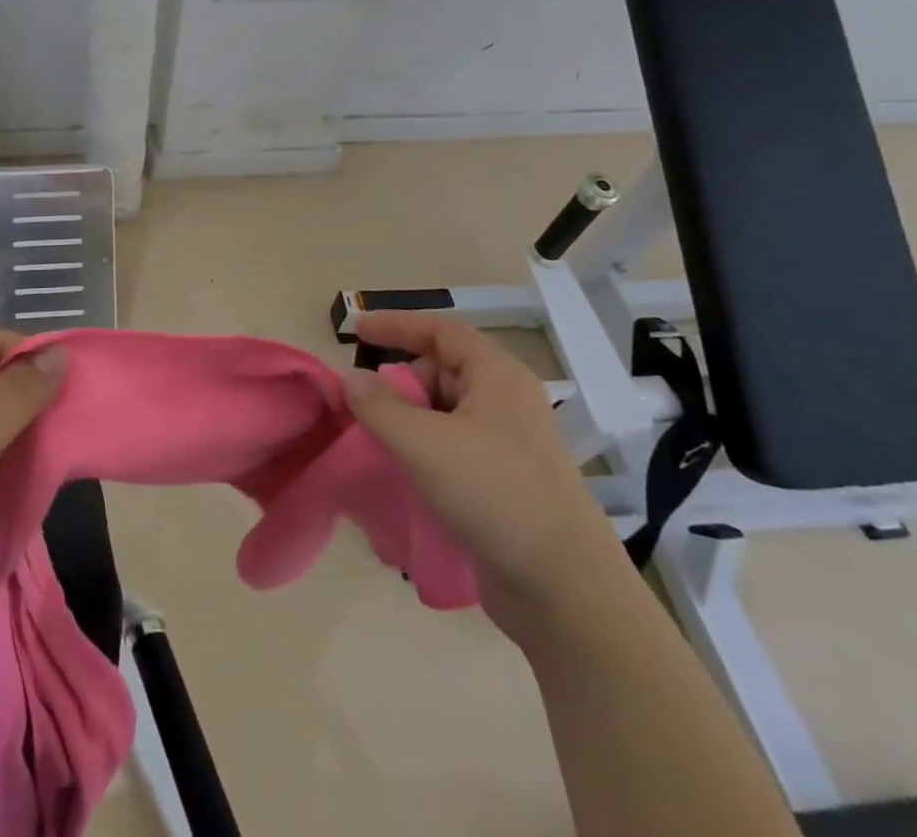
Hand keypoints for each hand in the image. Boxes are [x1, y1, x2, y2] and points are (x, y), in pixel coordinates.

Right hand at [342, 312, 630, 644]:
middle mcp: (505, 401)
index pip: (440, 330)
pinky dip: (423, 451)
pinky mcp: (504, 482)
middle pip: (440, 370)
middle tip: (366, 408)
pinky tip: (401, 475)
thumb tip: (350, 379)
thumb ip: (379, 406)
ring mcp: (508, 444)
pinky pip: (452, 448)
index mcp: (496, 375)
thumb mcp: (424, 443)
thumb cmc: (495, 495)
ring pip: (444, 412)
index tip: (356, 332)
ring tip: (378, 445)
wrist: (565, 590)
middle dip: (399, 383)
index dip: (397, 325)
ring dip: (408, 421)